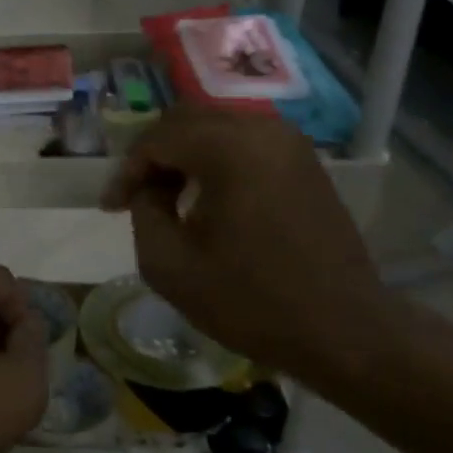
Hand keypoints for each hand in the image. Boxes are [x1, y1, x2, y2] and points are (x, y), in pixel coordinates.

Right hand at [101, 107, 397, 386]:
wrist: (343, 332)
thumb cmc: (250, 301)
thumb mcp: (168, 264)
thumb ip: (143, 211)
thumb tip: (150, 189)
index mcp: (229, 149)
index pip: (157, 139)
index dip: (126, 171)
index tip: (109, 208)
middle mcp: (262, 130)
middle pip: (187, 119)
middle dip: (153, 154)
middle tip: (134, 194)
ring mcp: (290, 143)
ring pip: (217, 126)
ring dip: (184, 153)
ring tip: (166, 194)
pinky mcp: (306, 162)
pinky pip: (246, 142)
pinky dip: (216, 158)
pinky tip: (206, 196)